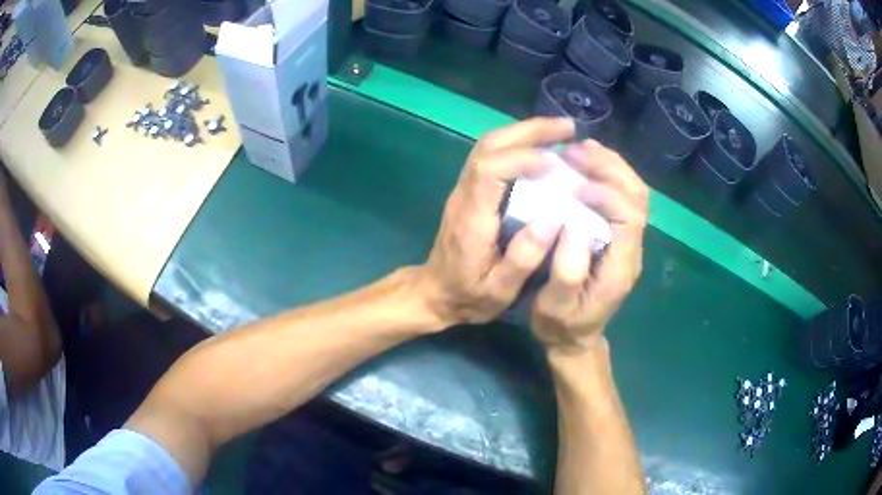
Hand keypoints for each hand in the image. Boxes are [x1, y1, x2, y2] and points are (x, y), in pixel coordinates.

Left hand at [421, 118, 575, 325]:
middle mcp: (464, 194)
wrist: (435, 294)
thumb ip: (524, 258)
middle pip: (489, 146)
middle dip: (529, 131)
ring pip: (488, 146)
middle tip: (568, 128)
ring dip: (524, 133)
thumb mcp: (499, 290)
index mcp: (471, 218)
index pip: (490, 168)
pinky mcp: (470, 191)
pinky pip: (492, 156)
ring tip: (560, 132)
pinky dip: (518, 144)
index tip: (557, 162)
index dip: (524, 157)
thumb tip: (553, 219)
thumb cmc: (468, 296)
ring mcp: (464, 189)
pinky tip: (542, 149)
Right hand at [531, 140, 648, 353]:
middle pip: (638, 196)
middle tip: (575, 151)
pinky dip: (607, 174)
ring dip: (611, 166)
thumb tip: (572, 223)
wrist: (575, 338)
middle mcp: (632, 248)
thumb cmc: (562, 323)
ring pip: (634, 192)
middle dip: (611, 168)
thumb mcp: (556, 307)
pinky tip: (585, 165)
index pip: (629, 215)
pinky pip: (622, 196)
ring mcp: (628, 240)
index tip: (574, 184)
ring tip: (579, 150)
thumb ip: (568, 271)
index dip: (606, 193)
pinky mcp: (619, 236)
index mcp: (622, 265)